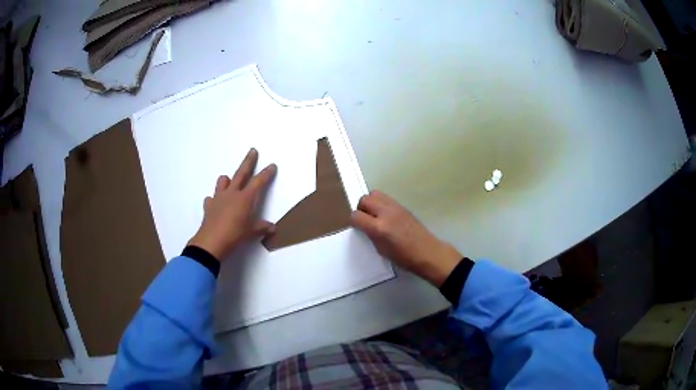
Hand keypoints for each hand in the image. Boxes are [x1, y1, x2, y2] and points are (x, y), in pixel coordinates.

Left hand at [188, 149, 276, 260]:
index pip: (258, 182)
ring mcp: (218, 198)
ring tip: (229, 181)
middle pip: (241, 173)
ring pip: (223, 181)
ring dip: (227, 180)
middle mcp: (232, 193)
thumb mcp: (251, 232)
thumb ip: (262, 227)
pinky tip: (216, 205)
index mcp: (245, 198)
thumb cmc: (234, 236)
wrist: (211, 242)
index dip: (266, 173)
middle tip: (252, 151)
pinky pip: (211, 198)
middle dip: (248, 162)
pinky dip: (215, 199)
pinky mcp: (209, 206)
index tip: (272, 165)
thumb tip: (272, 228)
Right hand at [350, 191, 461, 286]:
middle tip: (365, 220)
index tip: (357, 227)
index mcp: (379, 228)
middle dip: (361, 209)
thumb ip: (370, 235)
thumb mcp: (381, 250)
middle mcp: (385, 213)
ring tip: (374, 215)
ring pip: (374, 194)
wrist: (427, 252)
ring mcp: (395, 207)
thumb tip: (364, 226)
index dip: (354, 221)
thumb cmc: (404, 257)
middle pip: (364, 200)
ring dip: (370, 203)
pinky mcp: (402, 206)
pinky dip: (380, 203)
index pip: (356, 216)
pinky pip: (385, 198)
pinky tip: (385, 215)